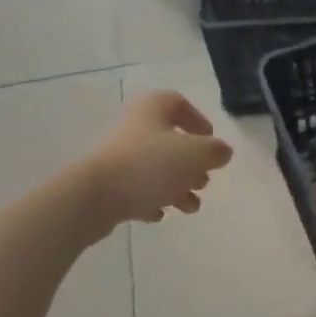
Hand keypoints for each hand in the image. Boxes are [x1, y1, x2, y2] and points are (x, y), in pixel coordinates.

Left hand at [84, 90, 233, 226]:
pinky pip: (138, 189)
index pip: (178, 103)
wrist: (94, 197)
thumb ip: (216, 151)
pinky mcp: (110, 184)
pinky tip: (160, 213)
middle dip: (192, 163)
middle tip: (203, 180)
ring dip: (178, 187)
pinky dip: (153, 199)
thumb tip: (221, 153)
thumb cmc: (150, 165)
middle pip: (170, 141)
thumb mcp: (196, 154)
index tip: (210, 140)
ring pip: (157, 168)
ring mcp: (120, 157)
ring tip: (190, 207)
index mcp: (153, 110)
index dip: (198, 120)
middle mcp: (135, 128)